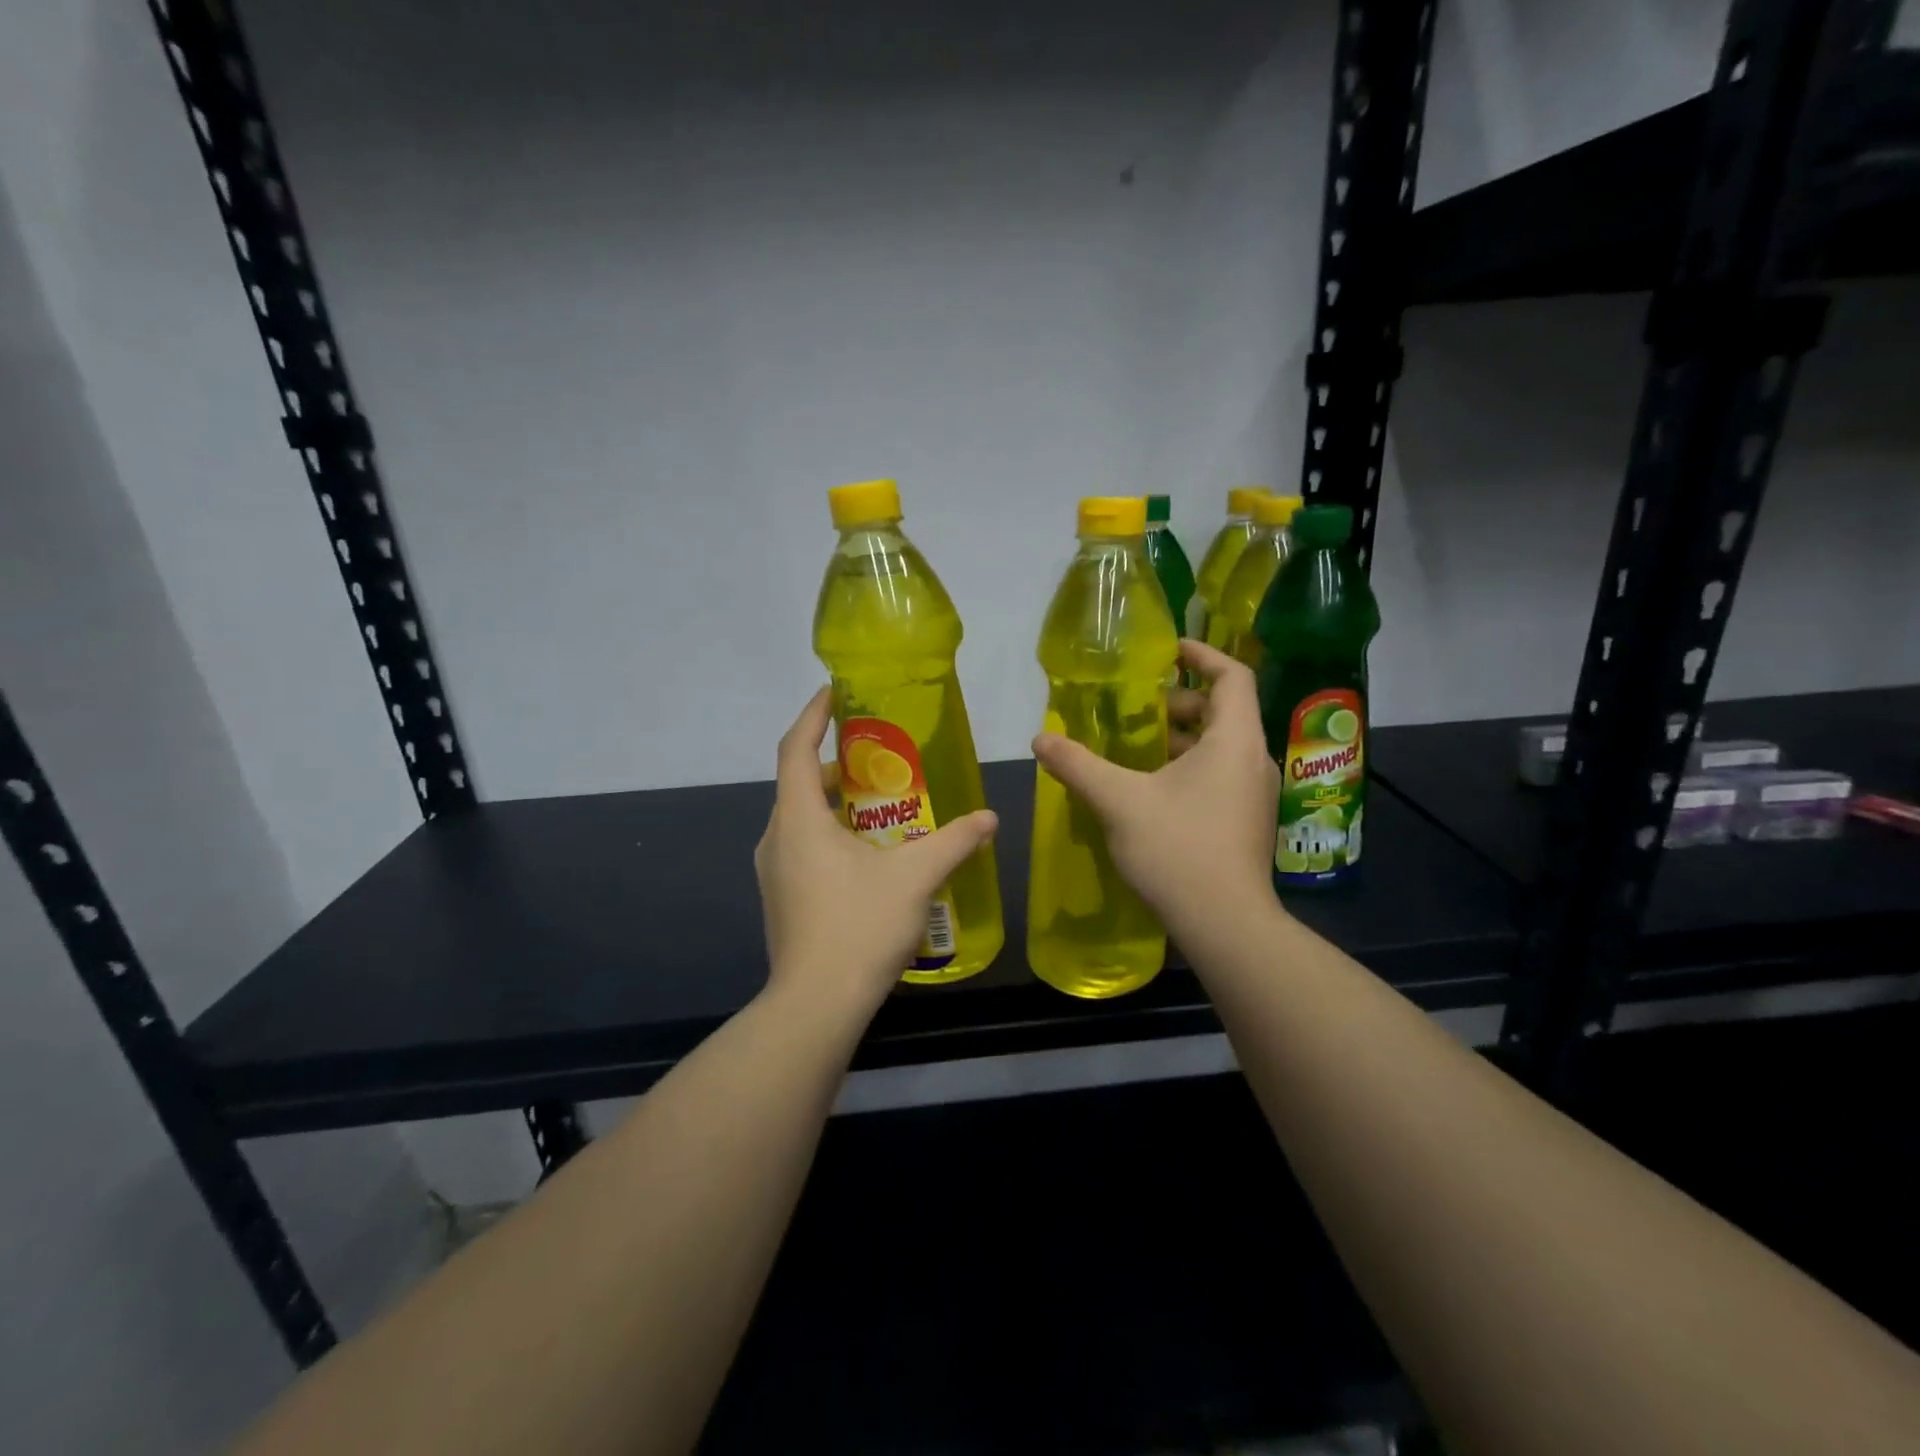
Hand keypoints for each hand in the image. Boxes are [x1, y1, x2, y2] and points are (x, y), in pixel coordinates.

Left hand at [755, 688, 998, 1013]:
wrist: (816, 1006)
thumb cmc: (859, 927)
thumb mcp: (915, 878)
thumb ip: (954, 842)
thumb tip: (990, 819)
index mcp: (798, 819)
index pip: (796, 748)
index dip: (814, 715)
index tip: (835, 692)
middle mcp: (776, 838)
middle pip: (800, 782)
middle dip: (837, 762)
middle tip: (880, 754)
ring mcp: (774, 872)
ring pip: (802, 818)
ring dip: (836, 802)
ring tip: (883, 801)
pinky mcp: (781, 898)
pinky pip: (803, 847)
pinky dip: (832, 833)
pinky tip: (871, 853)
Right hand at [1031, 640, 1279, 938]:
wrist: (1226, 925)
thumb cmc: (1177, 850)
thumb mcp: (1118, 801)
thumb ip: (1078, 765)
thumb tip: (1040, 738)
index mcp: (1234, 742)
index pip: (1232, 676)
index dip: (1202, 655)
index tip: (1168, 650)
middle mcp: (1253, 761)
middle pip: (1224, 712)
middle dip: (1180, 703)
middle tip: (1137, 709)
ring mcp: (1255, 795)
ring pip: (1221, 747)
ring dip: (1182, 739)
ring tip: (1136, 747)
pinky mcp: (1247, 823)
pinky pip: (1221, 775)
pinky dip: (1190, 767)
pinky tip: (1152, 790)